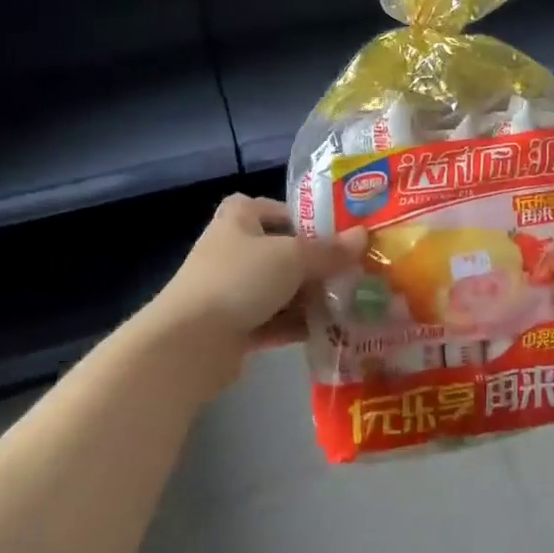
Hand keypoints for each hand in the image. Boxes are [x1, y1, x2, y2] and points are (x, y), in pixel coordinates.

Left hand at [143, 195, 365, 398]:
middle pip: (282, 252)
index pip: (273, 208)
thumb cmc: (240, 280)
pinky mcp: (234, 328)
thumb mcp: (293, 257)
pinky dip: (298, 325)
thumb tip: (364, 236)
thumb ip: (330, 250)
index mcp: (239, 219)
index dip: (302, 217)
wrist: (189, 344)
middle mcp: (233, 250)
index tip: (335, 233)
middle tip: (354, 271)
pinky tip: (331, 331)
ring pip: (281, 289)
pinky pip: (274, 321)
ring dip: (311, 297)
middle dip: (317, 263)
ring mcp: (231, 291)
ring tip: (351, 303)